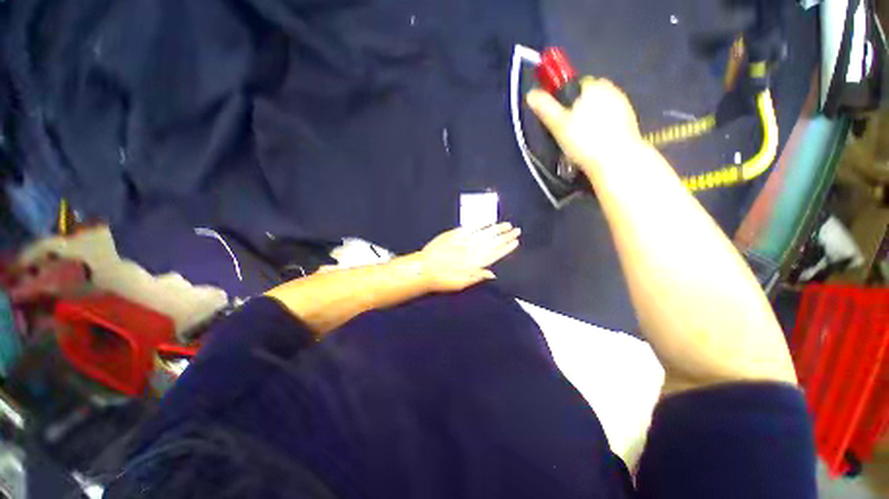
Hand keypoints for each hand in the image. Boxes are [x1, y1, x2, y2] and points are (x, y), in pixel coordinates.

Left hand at [418, 223, 520, 292]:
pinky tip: (488, 221)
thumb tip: (492, 274)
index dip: (506, 248)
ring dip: (497, 228)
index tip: (515, 242)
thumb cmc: (443, 280)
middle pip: (493, 242)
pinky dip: (481, 223)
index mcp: (476, 264)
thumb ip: (478, 276)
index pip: (496, 254)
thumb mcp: (462, 283)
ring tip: (507, 225)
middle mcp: (473, 250)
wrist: (425, 269)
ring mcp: (465, 241)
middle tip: (516, 230)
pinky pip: (471, 227)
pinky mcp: (456, 234)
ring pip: (485, 233)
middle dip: (506, 236)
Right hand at [526, 77, 644, 173]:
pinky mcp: (630, 121)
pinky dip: (601, 129)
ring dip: (590, 120)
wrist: (616, 160)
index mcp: (594, 85)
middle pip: (588, 97)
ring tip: (581, 142)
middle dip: (578, 110)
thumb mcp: (558, 125)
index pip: (576, 84)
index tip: (559, 118)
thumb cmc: (584, 140)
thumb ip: (545, 107)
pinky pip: (609, 120)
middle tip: (568, 132)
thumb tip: (530, 93)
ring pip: (599, 109)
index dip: (565, 100)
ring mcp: (624, 105)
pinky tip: (595, 145)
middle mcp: (612, 89)